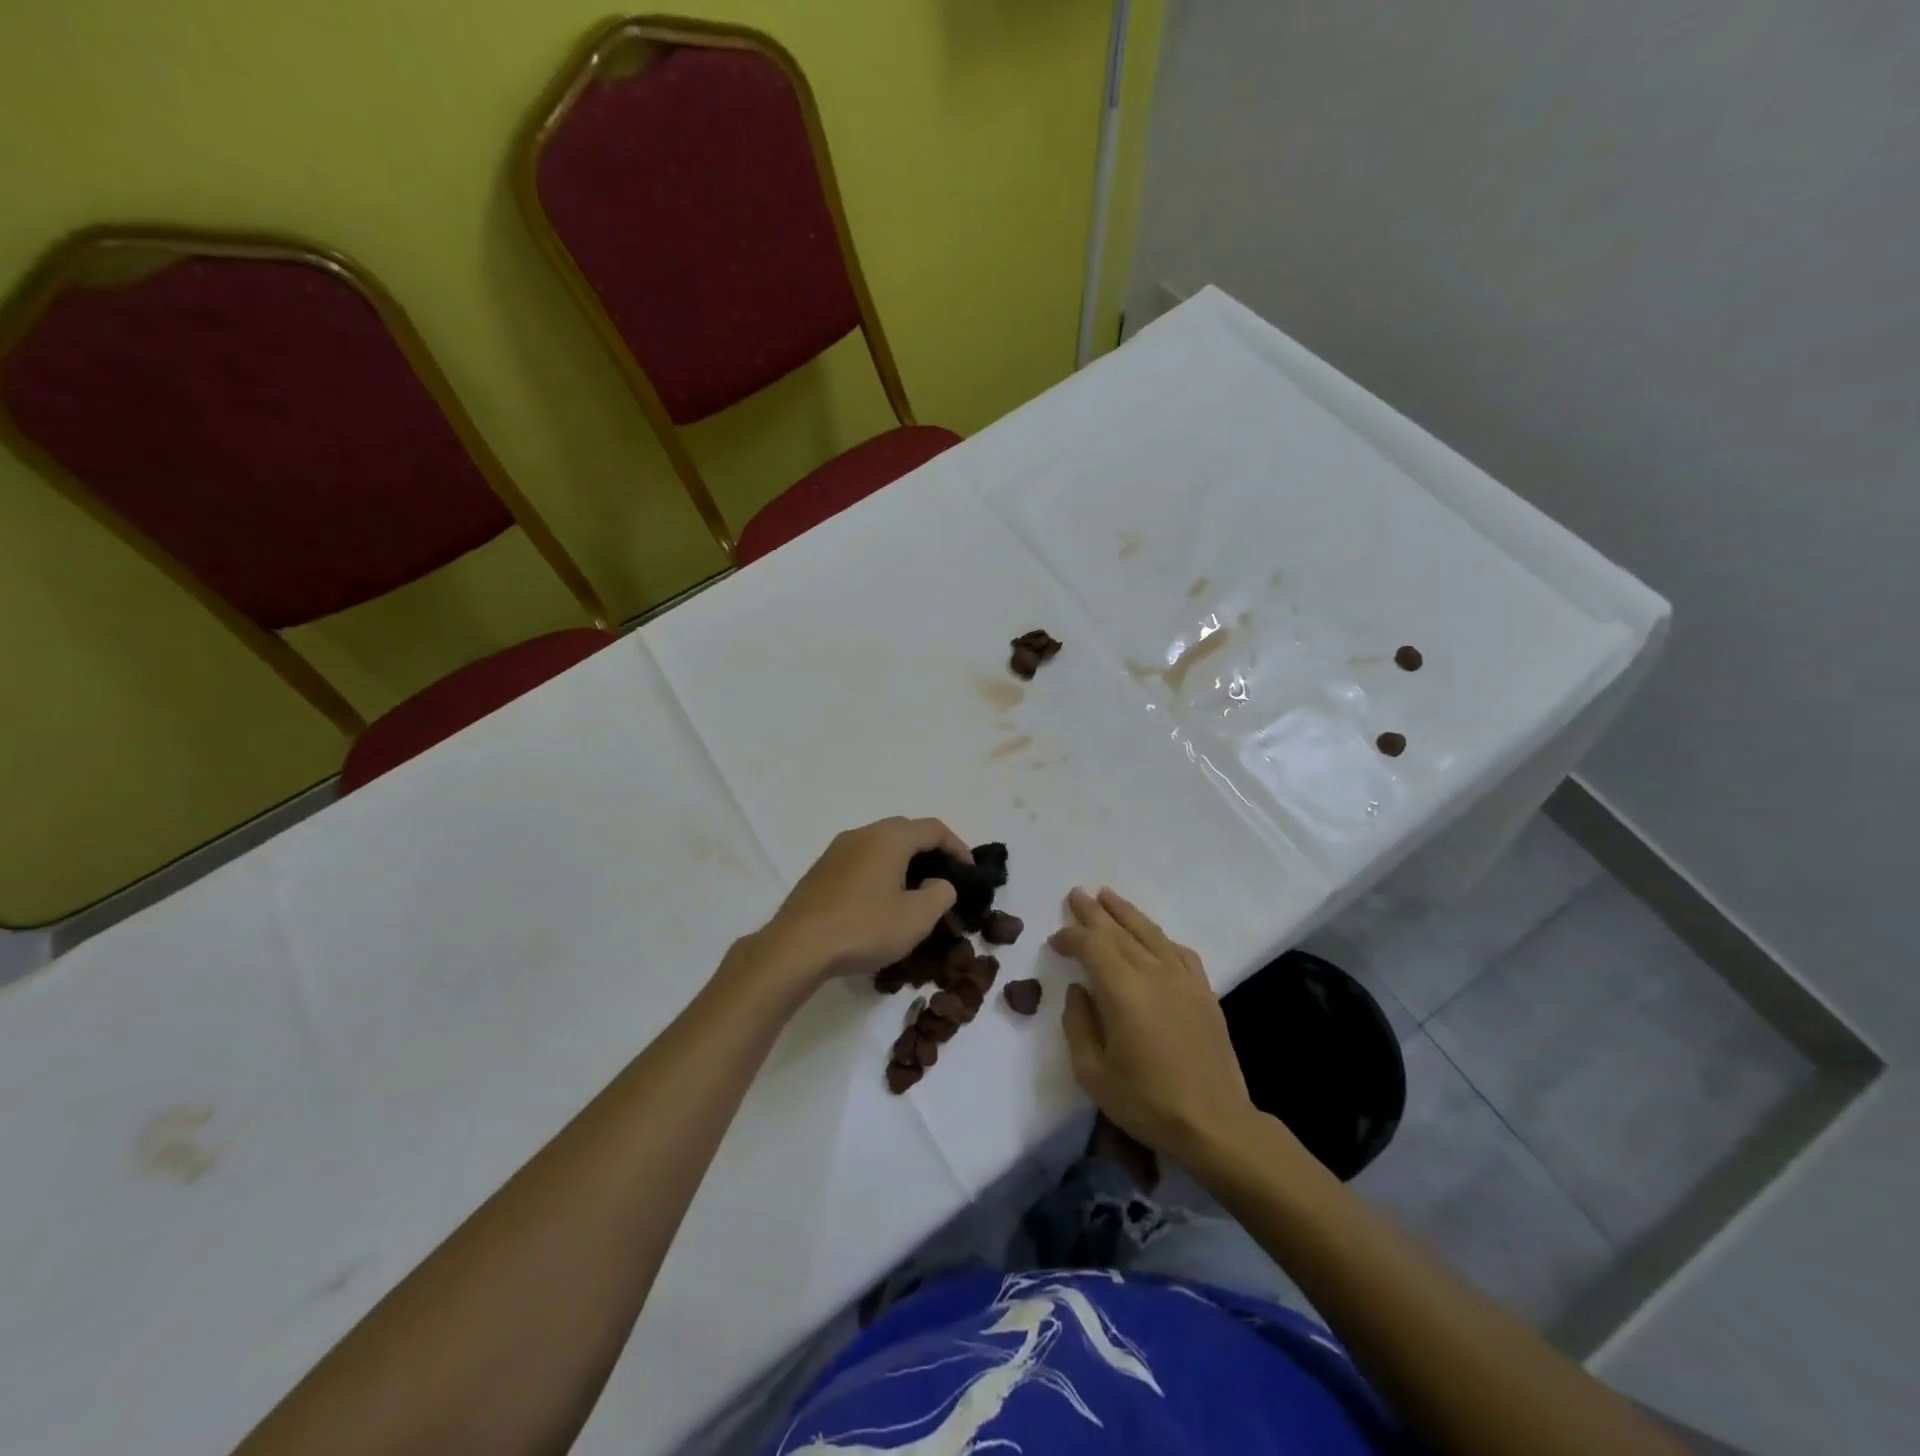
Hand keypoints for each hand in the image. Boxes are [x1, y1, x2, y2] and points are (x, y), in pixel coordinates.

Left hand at [754, 818, 970, 985]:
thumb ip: (941, 894)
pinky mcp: (821, 871)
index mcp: (889, 838)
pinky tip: (882, 902)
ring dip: (904, 863)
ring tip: (916, 893)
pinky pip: (861, 861)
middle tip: (946, 880)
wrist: (796, 948)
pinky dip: (881, 872)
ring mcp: (837, 850)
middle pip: (906, 831)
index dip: (958, 847)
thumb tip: (940, 883)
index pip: (934, 828)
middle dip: (931, 852)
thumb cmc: (863, 928)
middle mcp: (863, 834)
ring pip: (881, 846)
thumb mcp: (916, 917)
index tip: (970, 873)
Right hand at [1052, 888, 1259, 1160]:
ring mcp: (1183, 980)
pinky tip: (1154, 937)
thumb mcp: (1093, 1074)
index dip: (1071, 937)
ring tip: (1108, 896)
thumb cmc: (1147, 1102)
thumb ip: (1078, 1025)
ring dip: (1126, 913)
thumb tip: (1078, 991)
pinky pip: (1180, 952)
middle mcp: (1154, 974)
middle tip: (1076, 894)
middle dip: (1094, 912)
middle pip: (1119, 932)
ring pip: (1150, 933)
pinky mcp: (1205, 992)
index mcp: (1123, 991)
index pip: (1092, 946)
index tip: (1055, 941)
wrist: (1215, 1124)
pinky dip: (1161, 939)